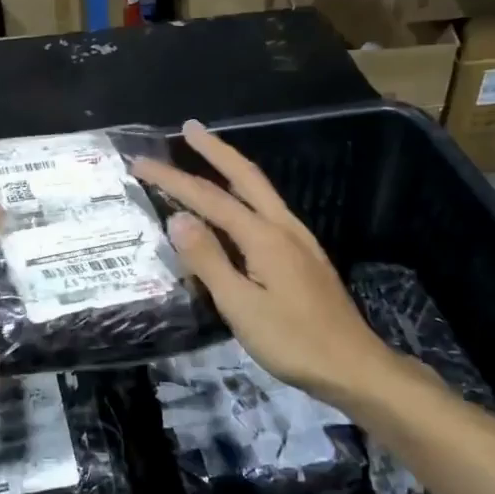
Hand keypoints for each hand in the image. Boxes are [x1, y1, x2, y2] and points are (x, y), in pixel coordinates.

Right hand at [132, 120, 397, 406]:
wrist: (353, 366)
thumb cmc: (293, 341)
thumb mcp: (241, 306)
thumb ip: (208, 260)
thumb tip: (177, 218)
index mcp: (264, 237)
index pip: (209, 198)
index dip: (172, 179)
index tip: (140, 164)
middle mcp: (283, 227)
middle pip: (245, 176)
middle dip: (214, 149)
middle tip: (188, 127)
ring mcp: (298, 239)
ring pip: (260, 190)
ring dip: (231, 167)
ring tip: (207, 154)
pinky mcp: (303, 255)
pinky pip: (267, 209)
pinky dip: (244, 192)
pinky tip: (237, 205)